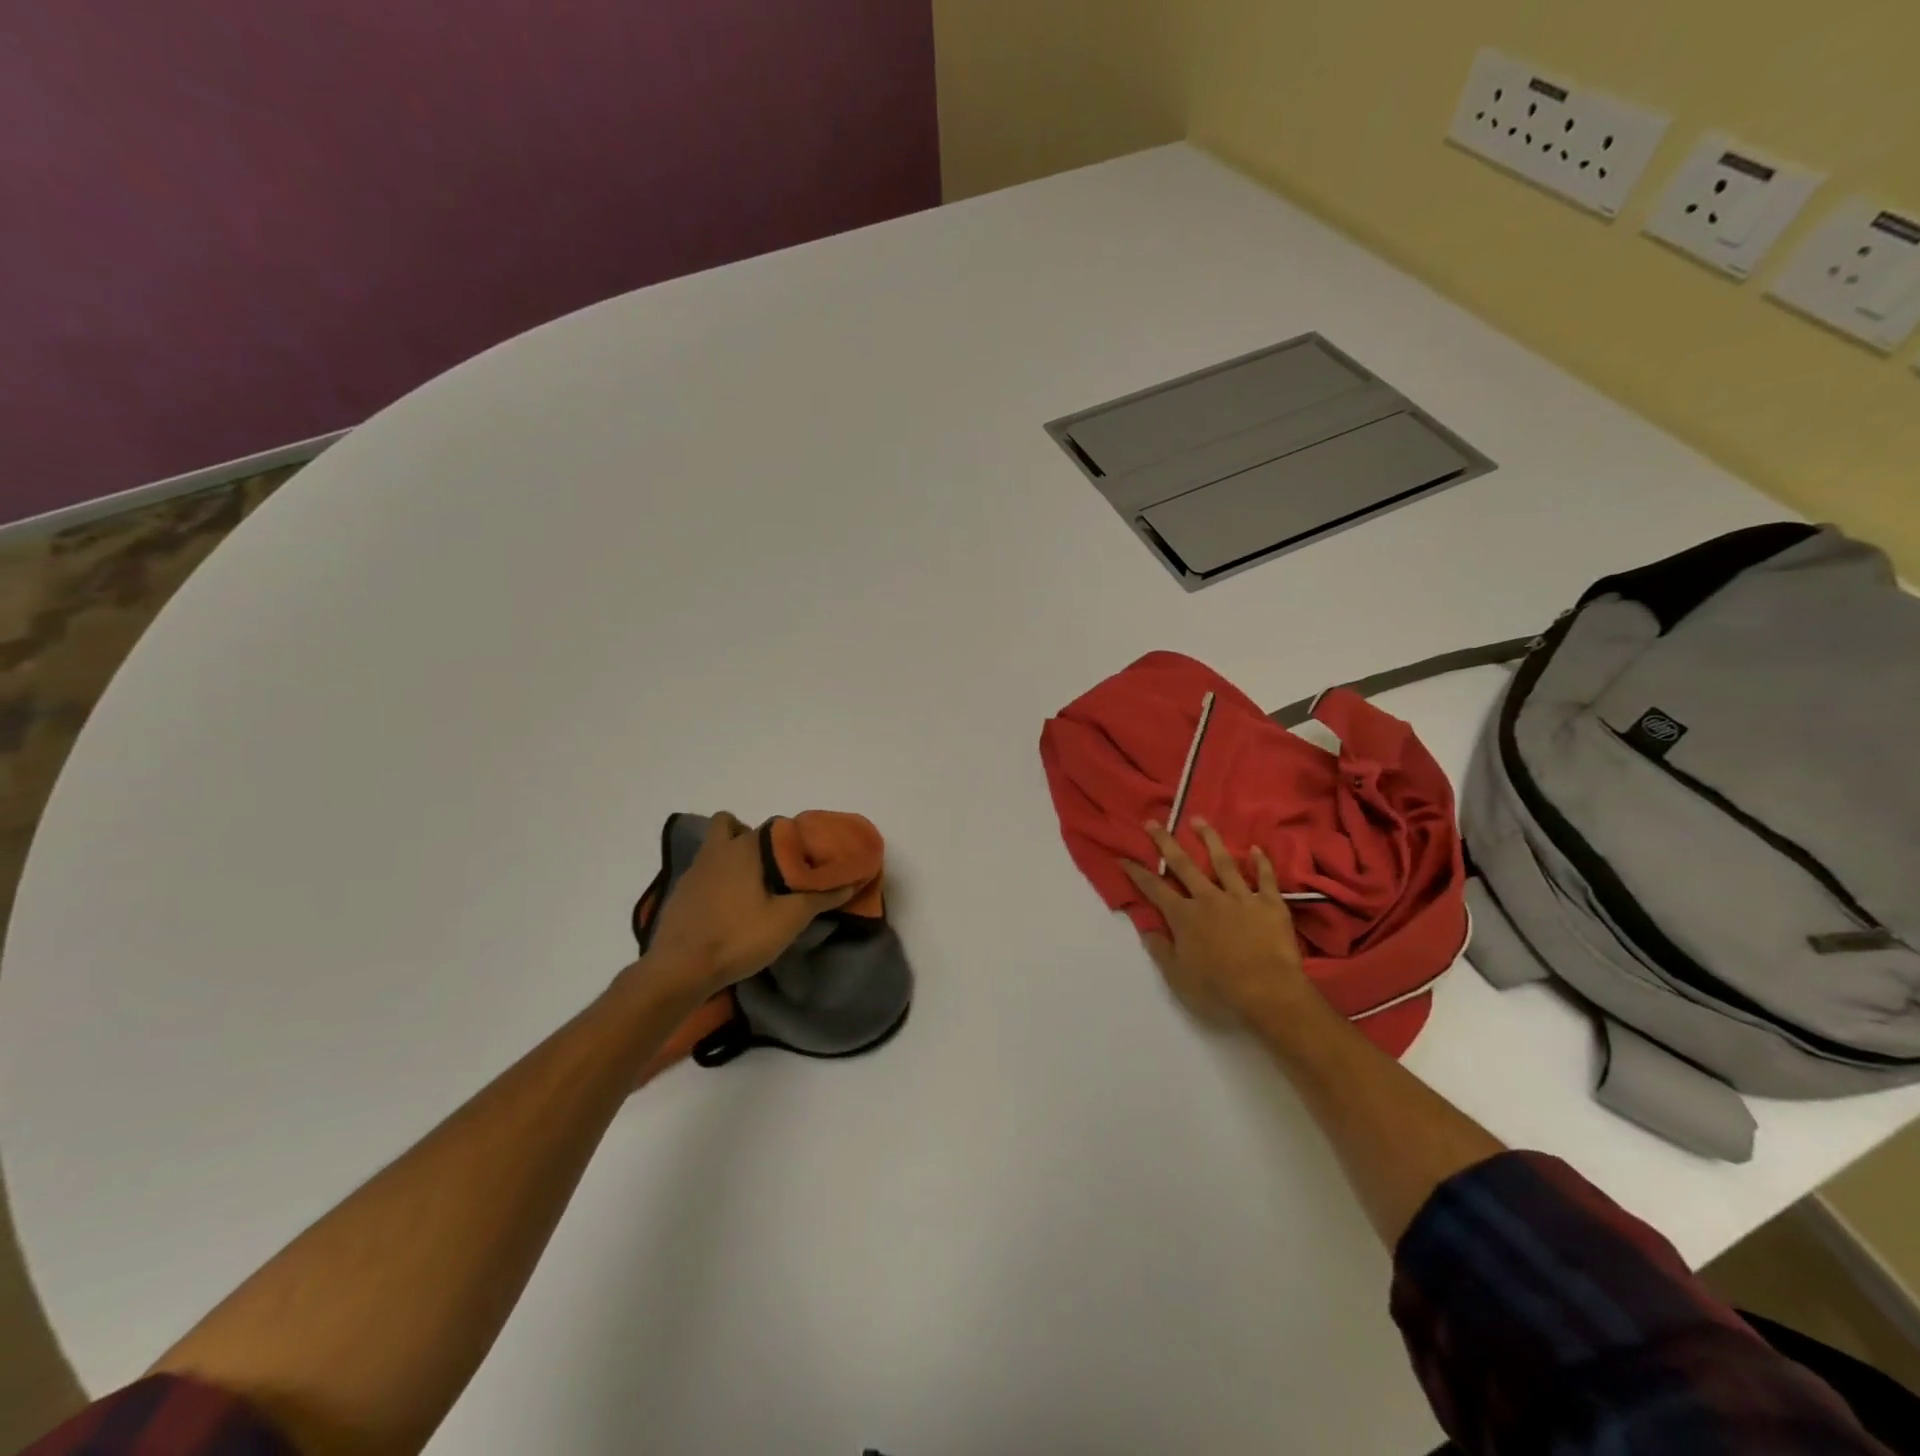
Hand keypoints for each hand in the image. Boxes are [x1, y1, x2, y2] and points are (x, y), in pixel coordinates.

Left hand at [642, 812, 855, 994]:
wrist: (679, 970)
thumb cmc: (738, 937)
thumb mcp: (788, 920)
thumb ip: (820, 898)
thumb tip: (851, 882)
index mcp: (744, 848)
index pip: (773, 826)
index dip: (791, 839)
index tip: (803, 858)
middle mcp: (716, 850)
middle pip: (731, 825)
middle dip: (750, 836)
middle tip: (770, 865)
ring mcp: (692, 871)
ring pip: (713, 848)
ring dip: (730, 857)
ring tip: (751, 887)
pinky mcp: (678, 894)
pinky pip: (702, 873)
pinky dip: (715, 881)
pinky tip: (727, 908)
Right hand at [1120, 820, 1314, 1027]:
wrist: (1268, 992)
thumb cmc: (1218, 989)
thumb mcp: (1178, 977)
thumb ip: (1161, 950)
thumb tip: (1146, 928)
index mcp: (1184, 916)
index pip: (1154, 888)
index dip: (1137, 872)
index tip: (1123, 857)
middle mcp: (1209, 899)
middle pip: (1184, 865)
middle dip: (1166, 842)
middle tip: (1153, 821)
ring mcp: (1241, 898)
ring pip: (1223, 862)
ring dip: (1209, 840)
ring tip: (1199, 820)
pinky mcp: (1270, 905)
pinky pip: (1266, 879)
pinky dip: (1261, 863)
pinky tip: (1256, 849)